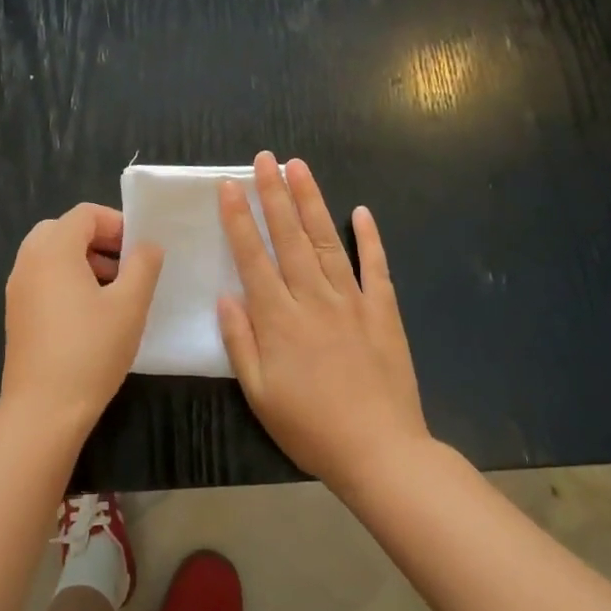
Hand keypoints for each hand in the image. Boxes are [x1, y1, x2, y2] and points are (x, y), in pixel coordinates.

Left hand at [2, 204, 163, 433]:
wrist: (43, 409)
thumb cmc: (91, 350)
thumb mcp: (130, 304)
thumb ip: (143, 265)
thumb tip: (147, 245)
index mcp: (53, 250)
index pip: (84, 214)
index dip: (116, 223)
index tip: (140, 248)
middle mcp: (28, 261)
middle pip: (63, 230)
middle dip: (98, 240)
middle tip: (126, 264)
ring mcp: (18, 288)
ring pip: (51, 255)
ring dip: (82, 260)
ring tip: (114, 290)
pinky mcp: (17, 314)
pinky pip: (42, 279)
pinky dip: (66, 280)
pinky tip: (91, 313)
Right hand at [217, 152, 428, 490]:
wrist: (379, 451)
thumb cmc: (310, 427)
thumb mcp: (259, 393)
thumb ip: (240, 341)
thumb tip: (226, 296)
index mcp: (278, 319)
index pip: (253, 257)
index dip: (239, 219)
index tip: (229, 185)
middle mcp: (312, 299)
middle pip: (289, 237)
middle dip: (274, 194)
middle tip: (265, 158)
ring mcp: (352, 302)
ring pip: (326, 242)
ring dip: (312, 202)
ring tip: (299, 168)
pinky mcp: (383, 312)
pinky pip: (376, 268)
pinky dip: (369, 238)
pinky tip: (361, 212)